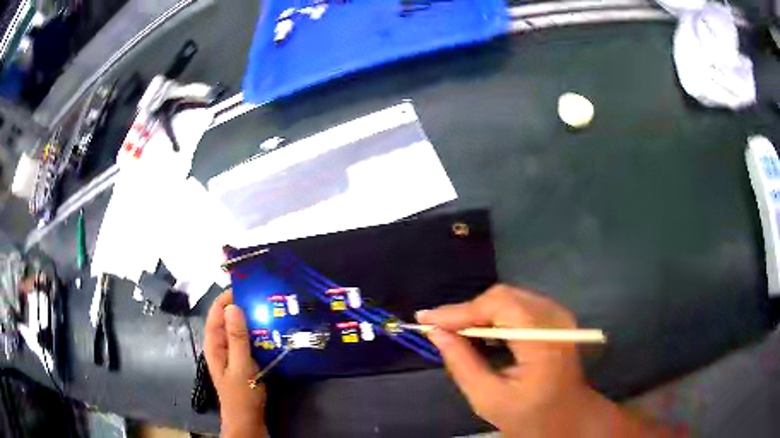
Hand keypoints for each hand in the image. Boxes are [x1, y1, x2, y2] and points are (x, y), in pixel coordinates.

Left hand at [204, 290, 267, 437]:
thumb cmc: (242, 395)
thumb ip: (237, 338)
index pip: (216, 312)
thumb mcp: (240, 366)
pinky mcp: (243, 361)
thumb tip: (234, 306)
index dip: (227, 297)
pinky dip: (257, 333)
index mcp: (214, 344)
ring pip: (239, 329)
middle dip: (242, 306)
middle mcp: (221, 345)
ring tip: (271, 308)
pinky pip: (249, 341)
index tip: (246, 285)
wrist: (248, 420)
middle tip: (264, 296)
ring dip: (252, 319)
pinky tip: (272, 331)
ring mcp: (232, 353)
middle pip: (228, 319)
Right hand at [418, 285, 676, 437]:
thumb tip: (436, 333)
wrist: (569, 418)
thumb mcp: (488, 398)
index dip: (459, 310)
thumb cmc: (530, 416)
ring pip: (509, 298)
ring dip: (478, 313)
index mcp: (543, 341)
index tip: (424, 319)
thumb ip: (461, 363)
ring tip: (454, 331)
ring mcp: (558, 316)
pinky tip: (479, 332)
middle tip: (438, 329)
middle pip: (503, 296)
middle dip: (467, 311)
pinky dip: (494, 316)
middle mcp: (554, 319)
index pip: (498, 306)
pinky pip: (518, 306)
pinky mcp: (555, 318)